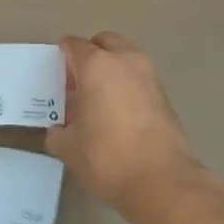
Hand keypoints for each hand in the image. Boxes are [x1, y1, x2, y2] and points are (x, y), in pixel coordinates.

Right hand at [46, 32, 200, 209]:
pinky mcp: (165, 94)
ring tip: (101, 101)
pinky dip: (128, 85)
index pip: (73, 45)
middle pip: (103, 42)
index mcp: (96, 65)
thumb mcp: (70, 148)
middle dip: (90, 56)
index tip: (58, 80)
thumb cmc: (107, 157)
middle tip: (80, 84)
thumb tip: (59, 130)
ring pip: (125, 57)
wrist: (161, 180)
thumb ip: (58, 132)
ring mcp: (148, 74)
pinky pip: (139, 77)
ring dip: (112, 69)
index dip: (62, 59)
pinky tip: (121, 114)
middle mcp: (124, 60)